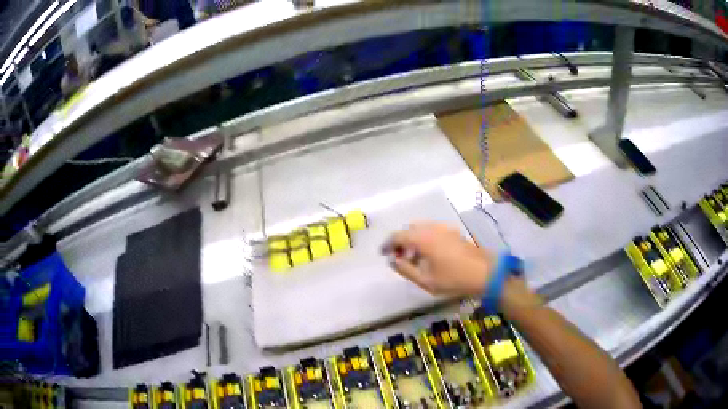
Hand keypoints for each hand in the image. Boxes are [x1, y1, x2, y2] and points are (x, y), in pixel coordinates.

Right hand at [382, 222, 495, 295]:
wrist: (484, 272)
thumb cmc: (453, 279)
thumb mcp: (425, 280)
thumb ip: (405, 269)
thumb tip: (393, 261)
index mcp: (423, 238)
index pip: (398, 236)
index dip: (387, 244)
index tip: (382, 254)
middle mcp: (432, 228)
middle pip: (409, 230)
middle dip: (400, 242)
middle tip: (398, 258)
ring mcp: (444, 228)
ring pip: (420, 228)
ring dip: (412, 239)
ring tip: (413, 257)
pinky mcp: (452, 232)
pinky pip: (431, 230)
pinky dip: (423, 238)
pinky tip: (428, 254)